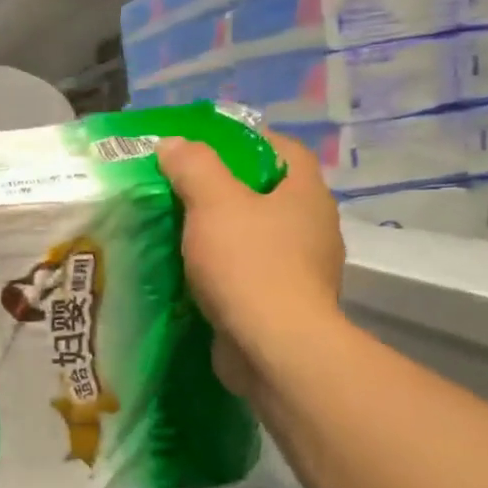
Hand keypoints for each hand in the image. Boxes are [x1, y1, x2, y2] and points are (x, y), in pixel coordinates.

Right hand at [158, 131, 344, 392]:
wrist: (273, 347)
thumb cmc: (248, 263)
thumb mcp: (213, 202)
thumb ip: (193, 166)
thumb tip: (174, 143)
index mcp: (306, 195)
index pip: (284, 149)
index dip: (248, 139)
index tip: (205, 145)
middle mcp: (313, 228)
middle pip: (269, 192)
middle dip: (228, 187)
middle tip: (183, 186)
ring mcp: (302, 269)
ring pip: (258, 235)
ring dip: (224, 230)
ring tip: (180, 228)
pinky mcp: (284, 304)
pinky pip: (251, 271)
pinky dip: (225, 266)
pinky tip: (193, 270)